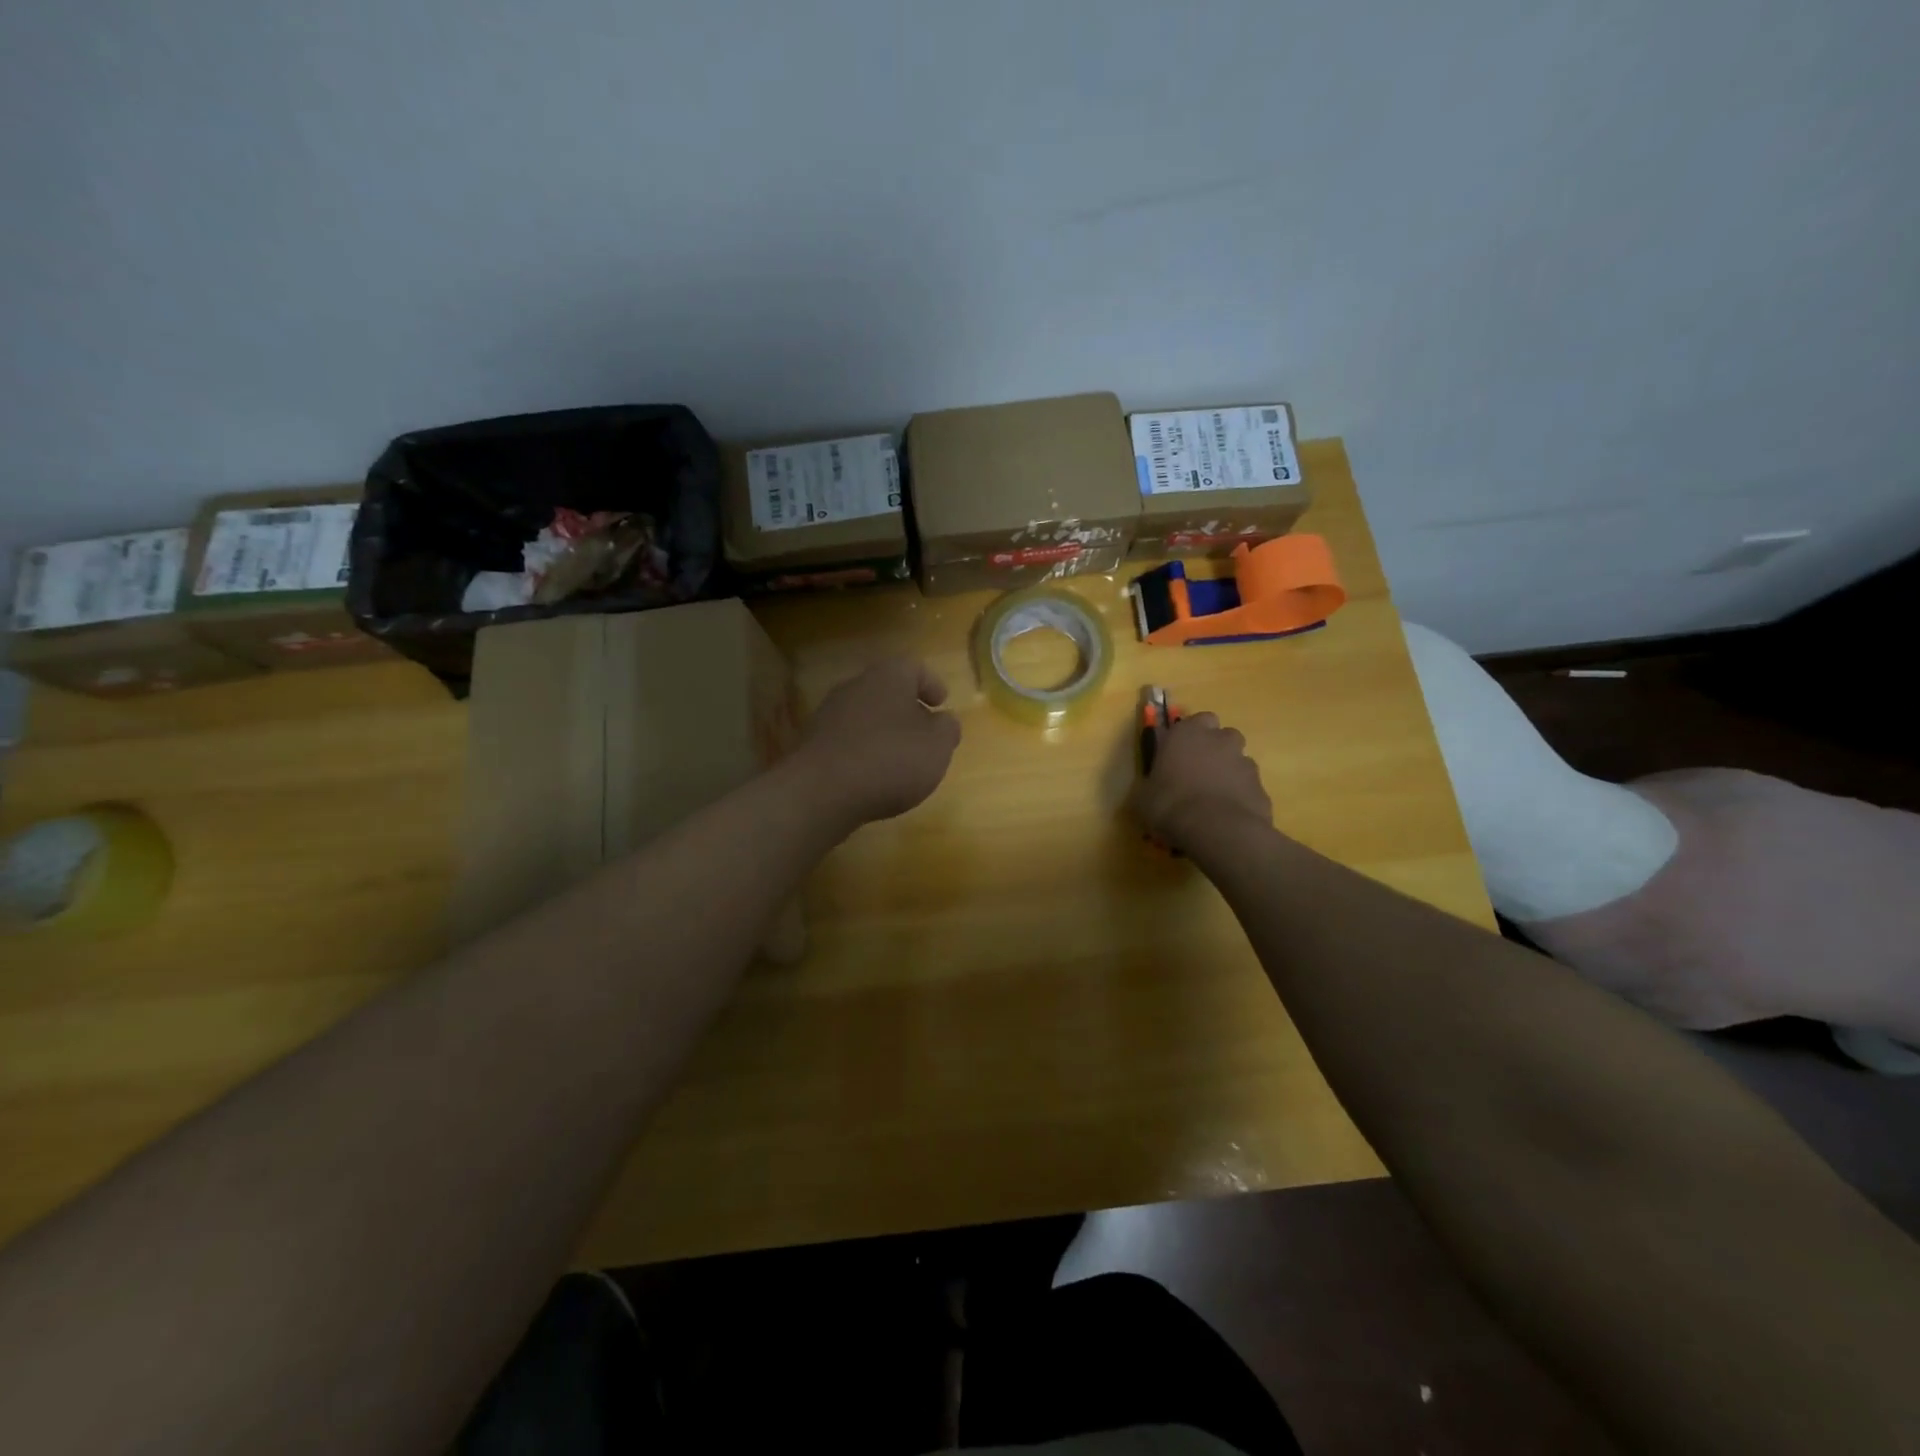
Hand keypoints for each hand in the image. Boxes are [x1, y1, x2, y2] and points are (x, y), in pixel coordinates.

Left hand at [793, 657, 961, 830]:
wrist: (821, 791)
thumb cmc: (890, 759)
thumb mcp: (937, 746)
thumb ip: (947, 729)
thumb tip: (944, 721)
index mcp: (888, 677)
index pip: (914, 667)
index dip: (931, 683)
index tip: (942, 702)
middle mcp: (855, 687)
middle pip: (886, 690)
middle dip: (907, 710)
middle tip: (924, 732)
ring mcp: (828, 714)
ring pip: (865, 715)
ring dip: (883, 732)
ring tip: (900, 759)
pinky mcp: (813, 744)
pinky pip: (847, 741)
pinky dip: (863, 752)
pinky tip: (872, 776)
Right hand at [1130, 711, 1272, 853]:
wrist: (1216, 830)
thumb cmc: (1170, 804)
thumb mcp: (1143, 796)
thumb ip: (1152, 782)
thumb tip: (1152, 787)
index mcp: (1187, 733)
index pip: (1196, 720)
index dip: (1190, 735)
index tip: (1180, 753)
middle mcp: (1220, 740)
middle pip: (1223, 736)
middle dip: (1214, 749)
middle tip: (1198, 773)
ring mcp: (1245, 763)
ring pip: (1239, 761)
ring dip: (1228, 773)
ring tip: (1214, 799)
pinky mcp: (1262, 788)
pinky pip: (1248, 788)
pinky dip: (1240, 797)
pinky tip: (1227, 816)